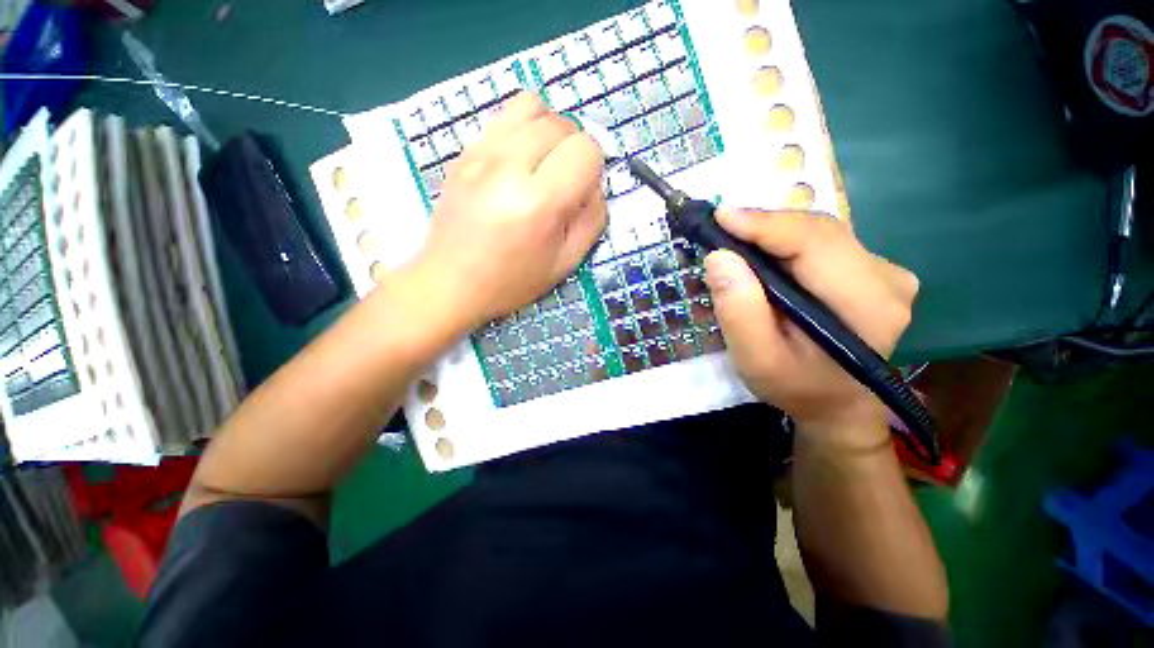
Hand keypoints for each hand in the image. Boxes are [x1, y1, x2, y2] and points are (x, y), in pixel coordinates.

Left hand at [409, 92, 606, 330]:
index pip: (586, 149)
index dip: (593, 169)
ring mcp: (481, 153)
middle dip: (574, 149)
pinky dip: (522, 130)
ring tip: (543, 163)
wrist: (451, 281)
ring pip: (532, 106)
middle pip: (562, 123)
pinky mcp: (464, 151)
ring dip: (549, 130)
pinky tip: (517, 162)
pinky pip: (504, 117)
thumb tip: (595, 185)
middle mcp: (508, 167)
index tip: (581, 192)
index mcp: (538, 202)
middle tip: (563, 181)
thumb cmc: (512, 281)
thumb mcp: (566, 263)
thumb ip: (592, 220)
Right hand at [703, 209, 918, 448]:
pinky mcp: (873, 271)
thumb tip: (719, 257)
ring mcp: (885, 273)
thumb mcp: (757, 359)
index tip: (720, 217)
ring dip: (773, 234)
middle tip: (720, 230)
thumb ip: (739, 312)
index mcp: (867, 306)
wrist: (836, 405)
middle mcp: (887, 280)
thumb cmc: (795, 387)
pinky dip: (786, 243)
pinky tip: (763, 256)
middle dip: (764, 226)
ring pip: (819, 234)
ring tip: (736, 242)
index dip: (765, 224)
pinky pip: (822, 243)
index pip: (815, 244)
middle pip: (818, 232)